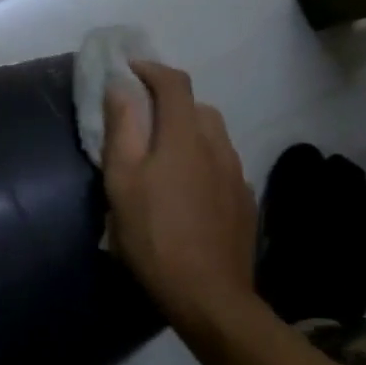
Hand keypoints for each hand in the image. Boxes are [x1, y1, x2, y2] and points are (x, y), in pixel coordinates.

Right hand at [103, 61, 258, 336]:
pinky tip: (187, 191)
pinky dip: (202, 162)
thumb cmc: (154, 235)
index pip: (174, 82)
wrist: (209, 295)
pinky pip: (222, 165)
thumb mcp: (123, 182)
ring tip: (163, 157)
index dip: (150, 69)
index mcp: (186, 135)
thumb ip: (122, 130)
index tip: (129, 70)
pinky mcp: (244, 200)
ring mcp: (237, 174)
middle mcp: (218, 145)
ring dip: (187, 132)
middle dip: (168, 103)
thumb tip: (121, 87)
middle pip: (196, 107)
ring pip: (213, 136)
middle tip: (141, 120)